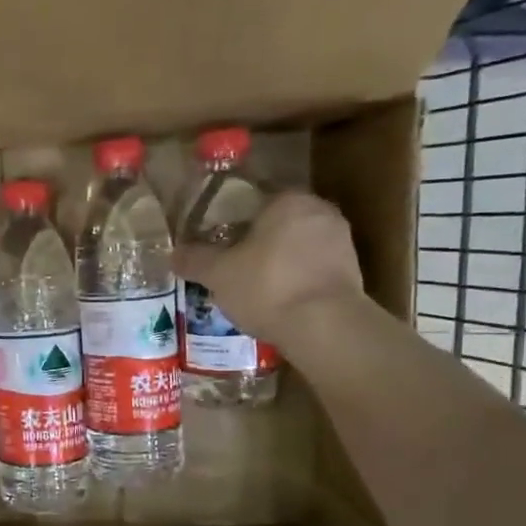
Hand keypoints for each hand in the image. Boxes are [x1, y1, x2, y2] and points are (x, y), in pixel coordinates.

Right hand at [173, 190, 363, 347]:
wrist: (324, 326)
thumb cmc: (266, 286)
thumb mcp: (218, 274)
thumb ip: (195, 259)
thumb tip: (174, 254)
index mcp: (288, 200)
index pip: (253, 199)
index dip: (230, 220)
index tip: (214, 240)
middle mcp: (319, 212)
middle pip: (277, 223)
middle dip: (255, 242)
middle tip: (229, 264)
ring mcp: (341, 242)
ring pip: (296, 247)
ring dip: (276, 262)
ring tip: (250, 286)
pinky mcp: (351, 273)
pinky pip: (312, 269)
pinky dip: (294, 280)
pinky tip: (276, 300)